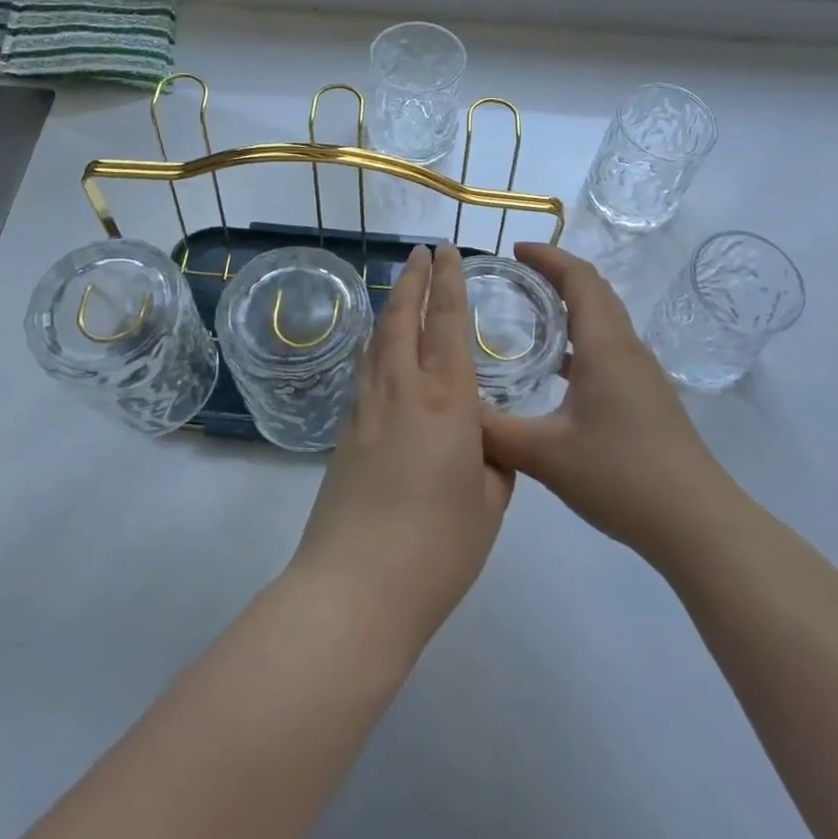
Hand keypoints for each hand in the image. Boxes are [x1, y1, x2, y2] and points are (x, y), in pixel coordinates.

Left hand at [288, 244, 513, 655]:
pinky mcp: (344, 433)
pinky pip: (365, 372)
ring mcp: (366, 409)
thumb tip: (482, 442)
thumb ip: (493, 462)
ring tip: (400, 290)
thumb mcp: (490, 504)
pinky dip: (376, 347)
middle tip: (420, 251)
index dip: (448, 281)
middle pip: (403, 317)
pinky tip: (380, 353)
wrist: (355, 588)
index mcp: (447, 401)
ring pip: (378, 341)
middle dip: (413, 279)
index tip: (447, 250)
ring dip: (392, 307)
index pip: (447, 322)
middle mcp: (402, 390)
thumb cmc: (438, 547)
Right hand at [482, 243, 723, 557]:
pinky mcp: (646, 398)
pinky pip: (608, 349)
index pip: (579, 279)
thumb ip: (494, 432)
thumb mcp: (545, 455)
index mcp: (605, 346)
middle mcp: (627, 349)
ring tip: (529, 313)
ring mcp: (641, 374)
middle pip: (595, 292)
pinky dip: (580, 340)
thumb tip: (454, 410)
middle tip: (515, 275)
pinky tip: (556, 370)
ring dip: (571, 306)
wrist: (696, 523)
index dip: (548, 257)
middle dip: (557, 274)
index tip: (514, 250)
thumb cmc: (621, 476)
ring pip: (604, 321)